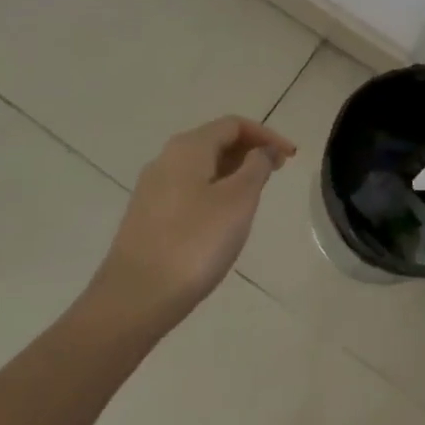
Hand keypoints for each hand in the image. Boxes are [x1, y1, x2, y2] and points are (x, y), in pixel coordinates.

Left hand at [94, 116, 297, 321]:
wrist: (134, 300)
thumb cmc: (194, 243)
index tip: (290, 156)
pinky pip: (188, 190)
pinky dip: (214, 192)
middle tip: (277, 173)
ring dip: (232, 173)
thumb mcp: (238, 201)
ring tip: (255, 197)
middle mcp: (166, 159)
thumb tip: (263, 150)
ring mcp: (153, 189)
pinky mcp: (147, 217)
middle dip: (249, 152)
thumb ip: (256, 167)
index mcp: (189, 147)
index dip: (266, 135)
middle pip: (215, 141)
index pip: (234, 124)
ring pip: (201, 167)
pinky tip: (223, 220)